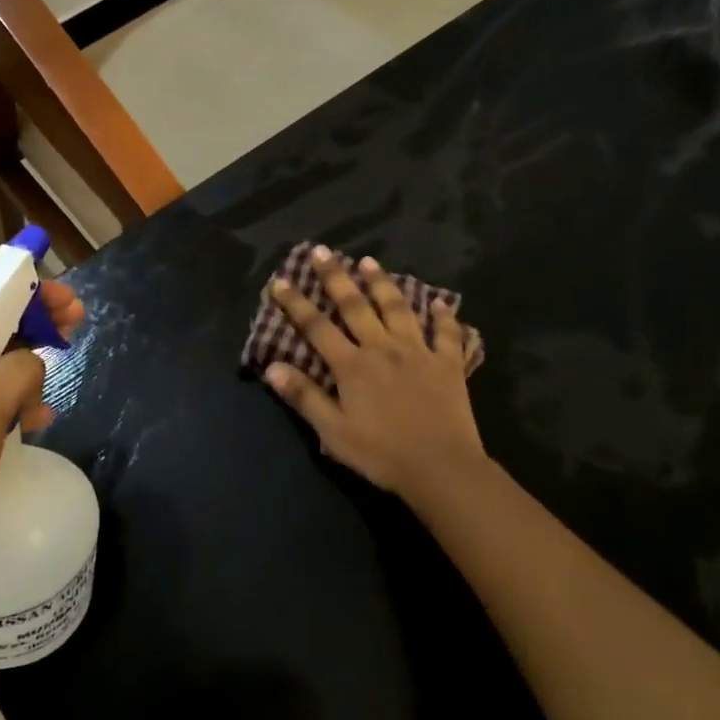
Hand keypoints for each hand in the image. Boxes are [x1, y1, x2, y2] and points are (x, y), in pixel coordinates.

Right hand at [263, 248, 486, 503]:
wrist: (441, 468)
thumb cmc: (382, 454)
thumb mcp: (334, 431)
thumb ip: (304, 397)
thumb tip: (271, 367)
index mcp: (352, 366)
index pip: (317, 327)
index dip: (296, 303)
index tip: (280, 281)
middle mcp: (383, 348)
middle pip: (355, 306)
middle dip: (335, 277)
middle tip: (322, 251)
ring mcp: (418, 352)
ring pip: (397, 308)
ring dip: (382, 283)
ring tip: (369, 261)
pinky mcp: (448, 364)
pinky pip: (447, 334)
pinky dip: (444, 317)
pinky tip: (441, 303)